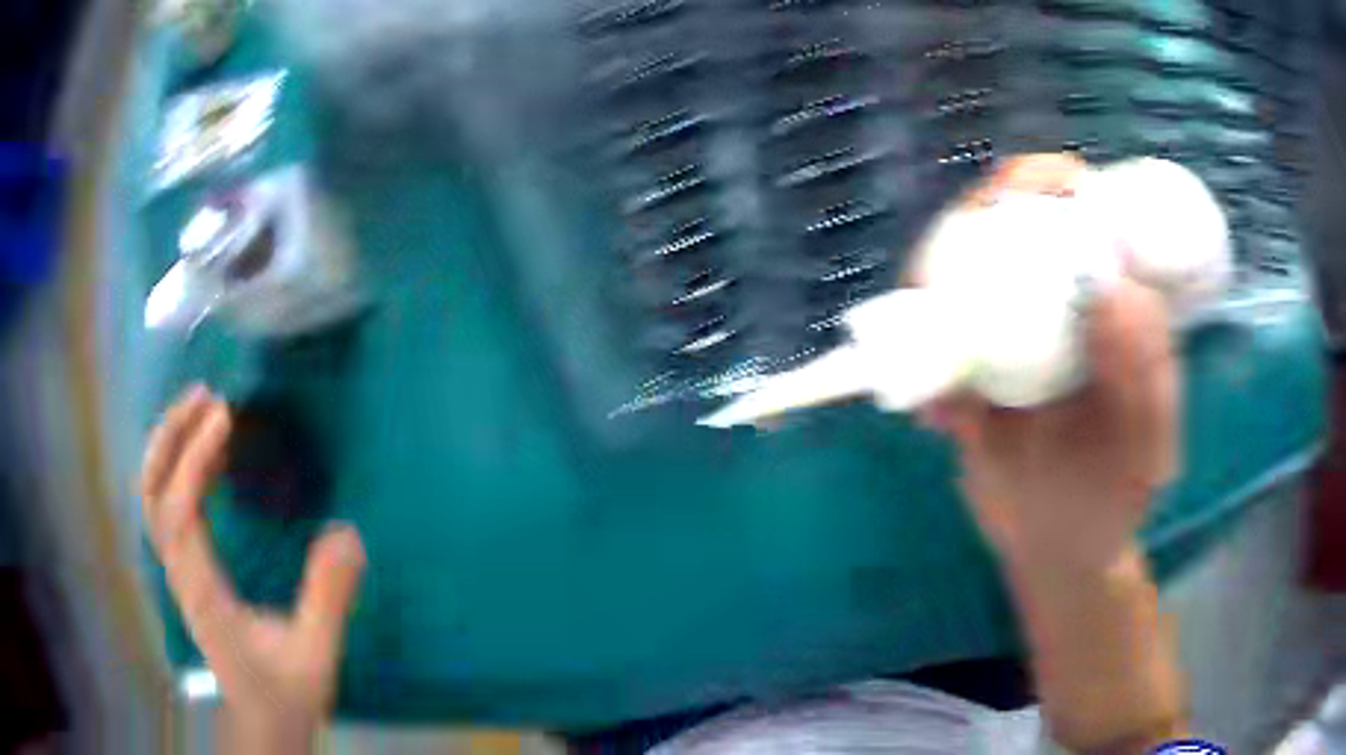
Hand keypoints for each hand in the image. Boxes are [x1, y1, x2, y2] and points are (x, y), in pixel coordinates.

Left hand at [141, 385, 365, 751]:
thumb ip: (328, 599)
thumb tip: (347, 533)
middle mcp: (179, 573)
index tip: (225, 417)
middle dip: (170, 436)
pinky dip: (176, 468)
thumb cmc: (284, 693)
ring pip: (152, 496)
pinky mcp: (187, 570)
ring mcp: (179, 571)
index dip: (194, 458)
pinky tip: (204, 456)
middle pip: (151, 492)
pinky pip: (167, 507)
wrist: (263, 722)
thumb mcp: (315, 654)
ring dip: (169, 446)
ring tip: (201, 410)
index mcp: (202, 591)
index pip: (179, 510)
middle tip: (204, 396)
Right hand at [924, 156, 1179, 572]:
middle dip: (969, 225)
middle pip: (1008, 221)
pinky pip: (928, 334)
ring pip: (959, 267)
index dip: (1046, 180)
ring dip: (928, 293)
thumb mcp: (1143, 446)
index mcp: (1112, 297)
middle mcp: (1059, 296)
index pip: (1082, 207)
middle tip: (940, 279)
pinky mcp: (969, 361)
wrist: (1055, 546)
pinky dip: (911, 357)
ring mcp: (1011, 326)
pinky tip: (931, 414)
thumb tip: (1103, 283)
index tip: (1009, 203)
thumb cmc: (1112, 497)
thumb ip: (1142, 375)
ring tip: (930, 364)